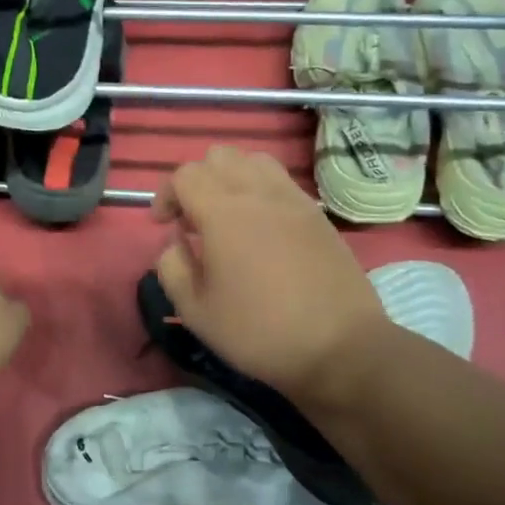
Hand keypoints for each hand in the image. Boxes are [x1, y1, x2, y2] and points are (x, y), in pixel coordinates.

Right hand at [152, 146, 386, 406]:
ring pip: (254, 160)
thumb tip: (176, 241)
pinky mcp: (317, 214)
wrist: (340, 347)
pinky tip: (261, 227)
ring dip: (231, 178)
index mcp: (223, 213)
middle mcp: (258, 194)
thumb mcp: (195, 310)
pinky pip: (281, 181)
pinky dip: (260, 190)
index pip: (185, 175)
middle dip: (197, 180)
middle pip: (218, 156)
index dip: (166, 195)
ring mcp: (293, 200)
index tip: (164, 226)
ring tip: (228, 215)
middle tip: (193, 219)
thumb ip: (172, 266)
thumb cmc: (259, 331)